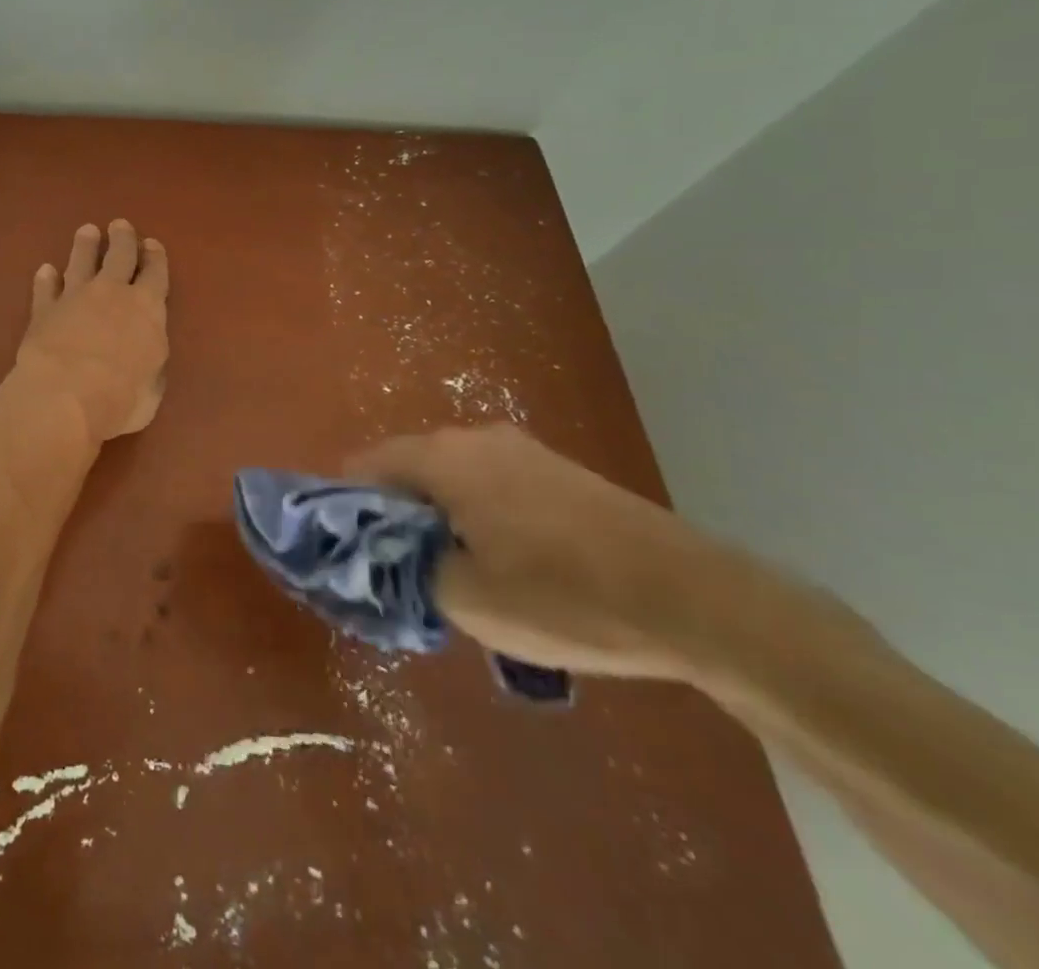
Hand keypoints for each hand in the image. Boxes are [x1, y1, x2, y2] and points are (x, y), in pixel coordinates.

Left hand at [11, 220, 169, 443]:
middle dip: (121, 239)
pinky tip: (45, 271)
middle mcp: (112, 294)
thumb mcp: (152, 388)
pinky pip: (45, 289)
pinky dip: (46, 279)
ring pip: (80, 262)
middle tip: (119, 225)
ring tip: (86, 231)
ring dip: (84, 246)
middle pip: (119, 256)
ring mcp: (74, 298)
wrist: (64, 396)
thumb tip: (145, 357)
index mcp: (147, 309)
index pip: (155, 274)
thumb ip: (150, 364)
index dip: (155, 258)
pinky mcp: (43, 311)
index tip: (152, 244)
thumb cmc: (121, 398)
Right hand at [347, 426, 731, 680]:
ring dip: (438, 518)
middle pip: (408, 470)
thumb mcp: (466, 599)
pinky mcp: (558, 470)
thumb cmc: (561, 596)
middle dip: (395, 516)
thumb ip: (407, 571)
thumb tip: (386, 556)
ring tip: (453, 573)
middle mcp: (474, 438)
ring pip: (452, 478)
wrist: (691, 597)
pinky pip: (491, 484)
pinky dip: (477, 515)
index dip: (347, 506)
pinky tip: (504, 563)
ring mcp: (521, 450)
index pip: (365, 466)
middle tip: (401, 571)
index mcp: (442, 458)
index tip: (351, 551)